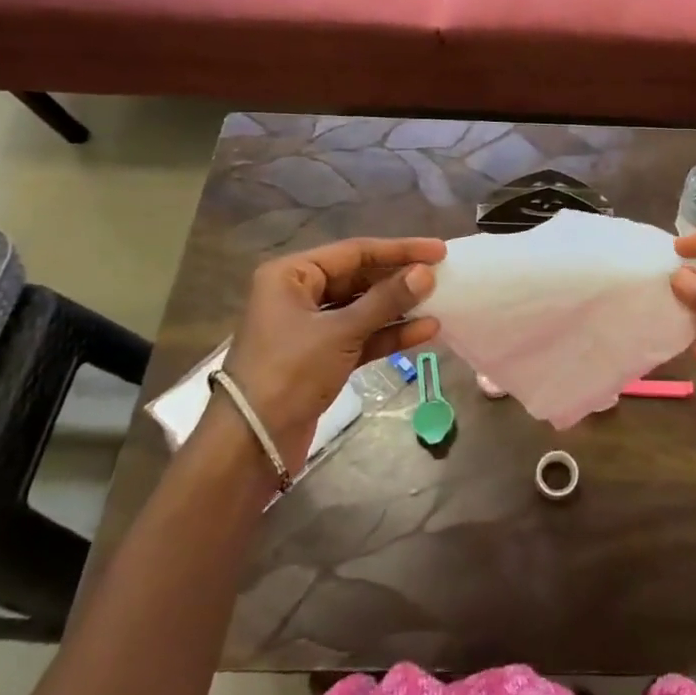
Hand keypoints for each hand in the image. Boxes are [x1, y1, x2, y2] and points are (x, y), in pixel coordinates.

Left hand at [219, 236, 445, 469]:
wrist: (252, 444)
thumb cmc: (289, 372)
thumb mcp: (340, 332)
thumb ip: (386, 300)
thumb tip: (426, 273)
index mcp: (292, 275)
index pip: (355, 252)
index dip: (399, 250)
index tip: (439, 250)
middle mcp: (299, 294)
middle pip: (359, 277)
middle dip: (400, 279)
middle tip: (442, 275)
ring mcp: (311, 327)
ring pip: (363, 308)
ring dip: (399, 307)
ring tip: (439, 302)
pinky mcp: (322, 357)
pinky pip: (361, 336)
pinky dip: (389, 334)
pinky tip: (425, 331)